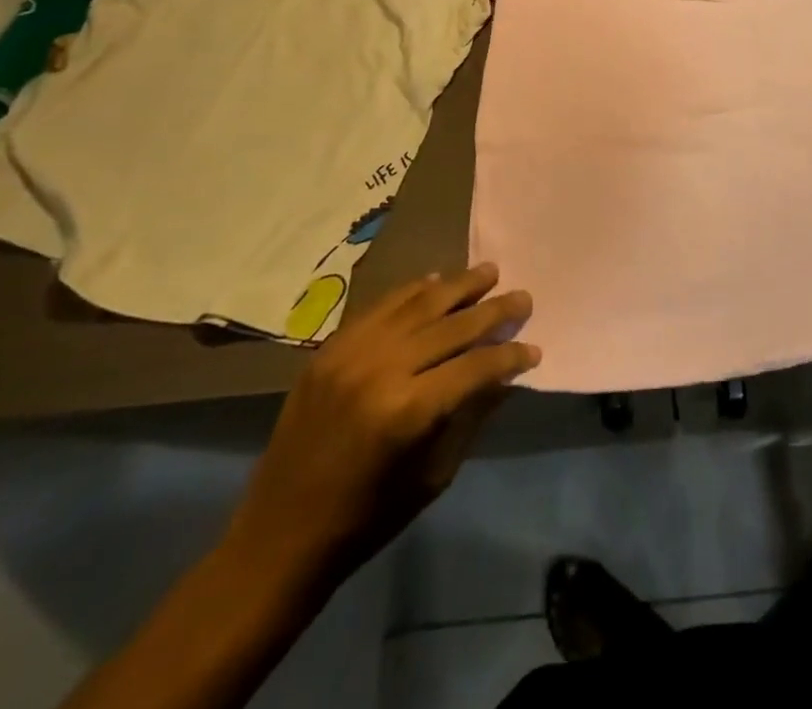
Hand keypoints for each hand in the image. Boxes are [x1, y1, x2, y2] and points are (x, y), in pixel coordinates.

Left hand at [222, 263, 537, 587]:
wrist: (278, 538)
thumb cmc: (366, 518)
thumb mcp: (434, 474)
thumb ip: (471, 414)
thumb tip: (506, 373)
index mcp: (409, 411)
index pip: (476, 365)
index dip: (510, 356)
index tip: (533, 350)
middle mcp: (381, 370)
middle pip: (452, 325)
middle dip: (494, 310)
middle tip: (523, 297)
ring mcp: (351, 354)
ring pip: (418, 303)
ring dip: (458, 286)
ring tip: (488, 272)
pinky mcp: (329, 349)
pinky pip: (381, 307)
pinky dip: (413, 291)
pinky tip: (436, 282)